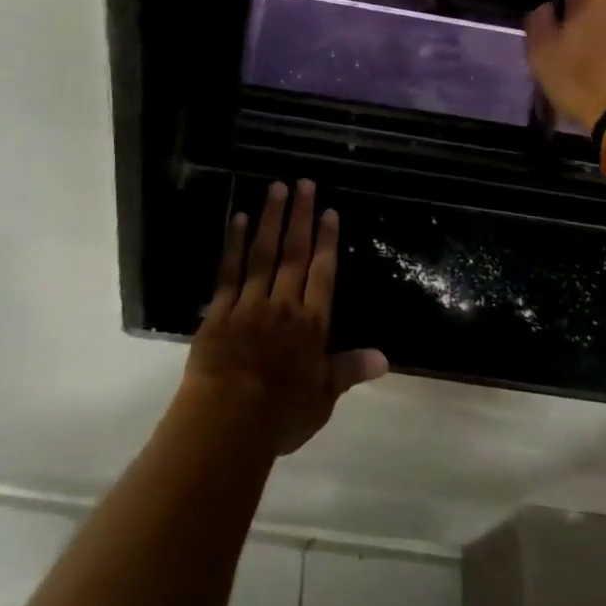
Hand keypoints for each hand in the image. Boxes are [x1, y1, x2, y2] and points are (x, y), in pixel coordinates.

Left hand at [184, 180, 388, 455]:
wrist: (227, 422)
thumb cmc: (280, 415)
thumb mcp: (323, 398)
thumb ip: (350, 370)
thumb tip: (385, 357)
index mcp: (311, 325)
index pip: (323, 274)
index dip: (327, 241)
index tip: (329, 211)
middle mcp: (283, 305)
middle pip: (294, 253)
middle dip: (300, 216)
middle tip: (303, 183)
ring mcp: (249, 304)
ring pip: (263, 253)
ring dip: (271, 219)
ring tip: (275, 187)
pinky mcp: (220, 310)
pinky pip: (230, 270)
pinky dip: (235, 244)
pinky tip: (240, 219)